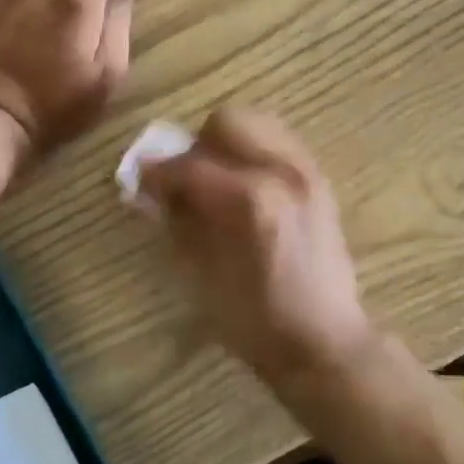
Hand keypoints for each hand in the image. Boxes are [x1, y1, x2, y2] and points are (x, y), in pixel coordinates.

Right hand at [140, 107, 379, 386]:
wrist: (324, 341)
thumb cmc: (255, 320)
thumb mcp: (201, 274)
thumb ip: (176, 220)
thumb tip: (151, 189)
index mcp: (250, 199)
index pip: (190, 165)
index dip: (157, 171)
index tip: (139, 180)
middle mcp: (282, 172)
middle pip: (227, 122)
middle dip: (198, 146)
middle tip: (185, 179)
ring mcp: (307, 172)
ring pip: (258, 123)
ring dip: (228, 144)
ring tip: (217, 179)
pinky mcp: (320, 181)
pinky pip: (280, 143)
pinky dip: (255, 152)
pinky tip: (244, 185)